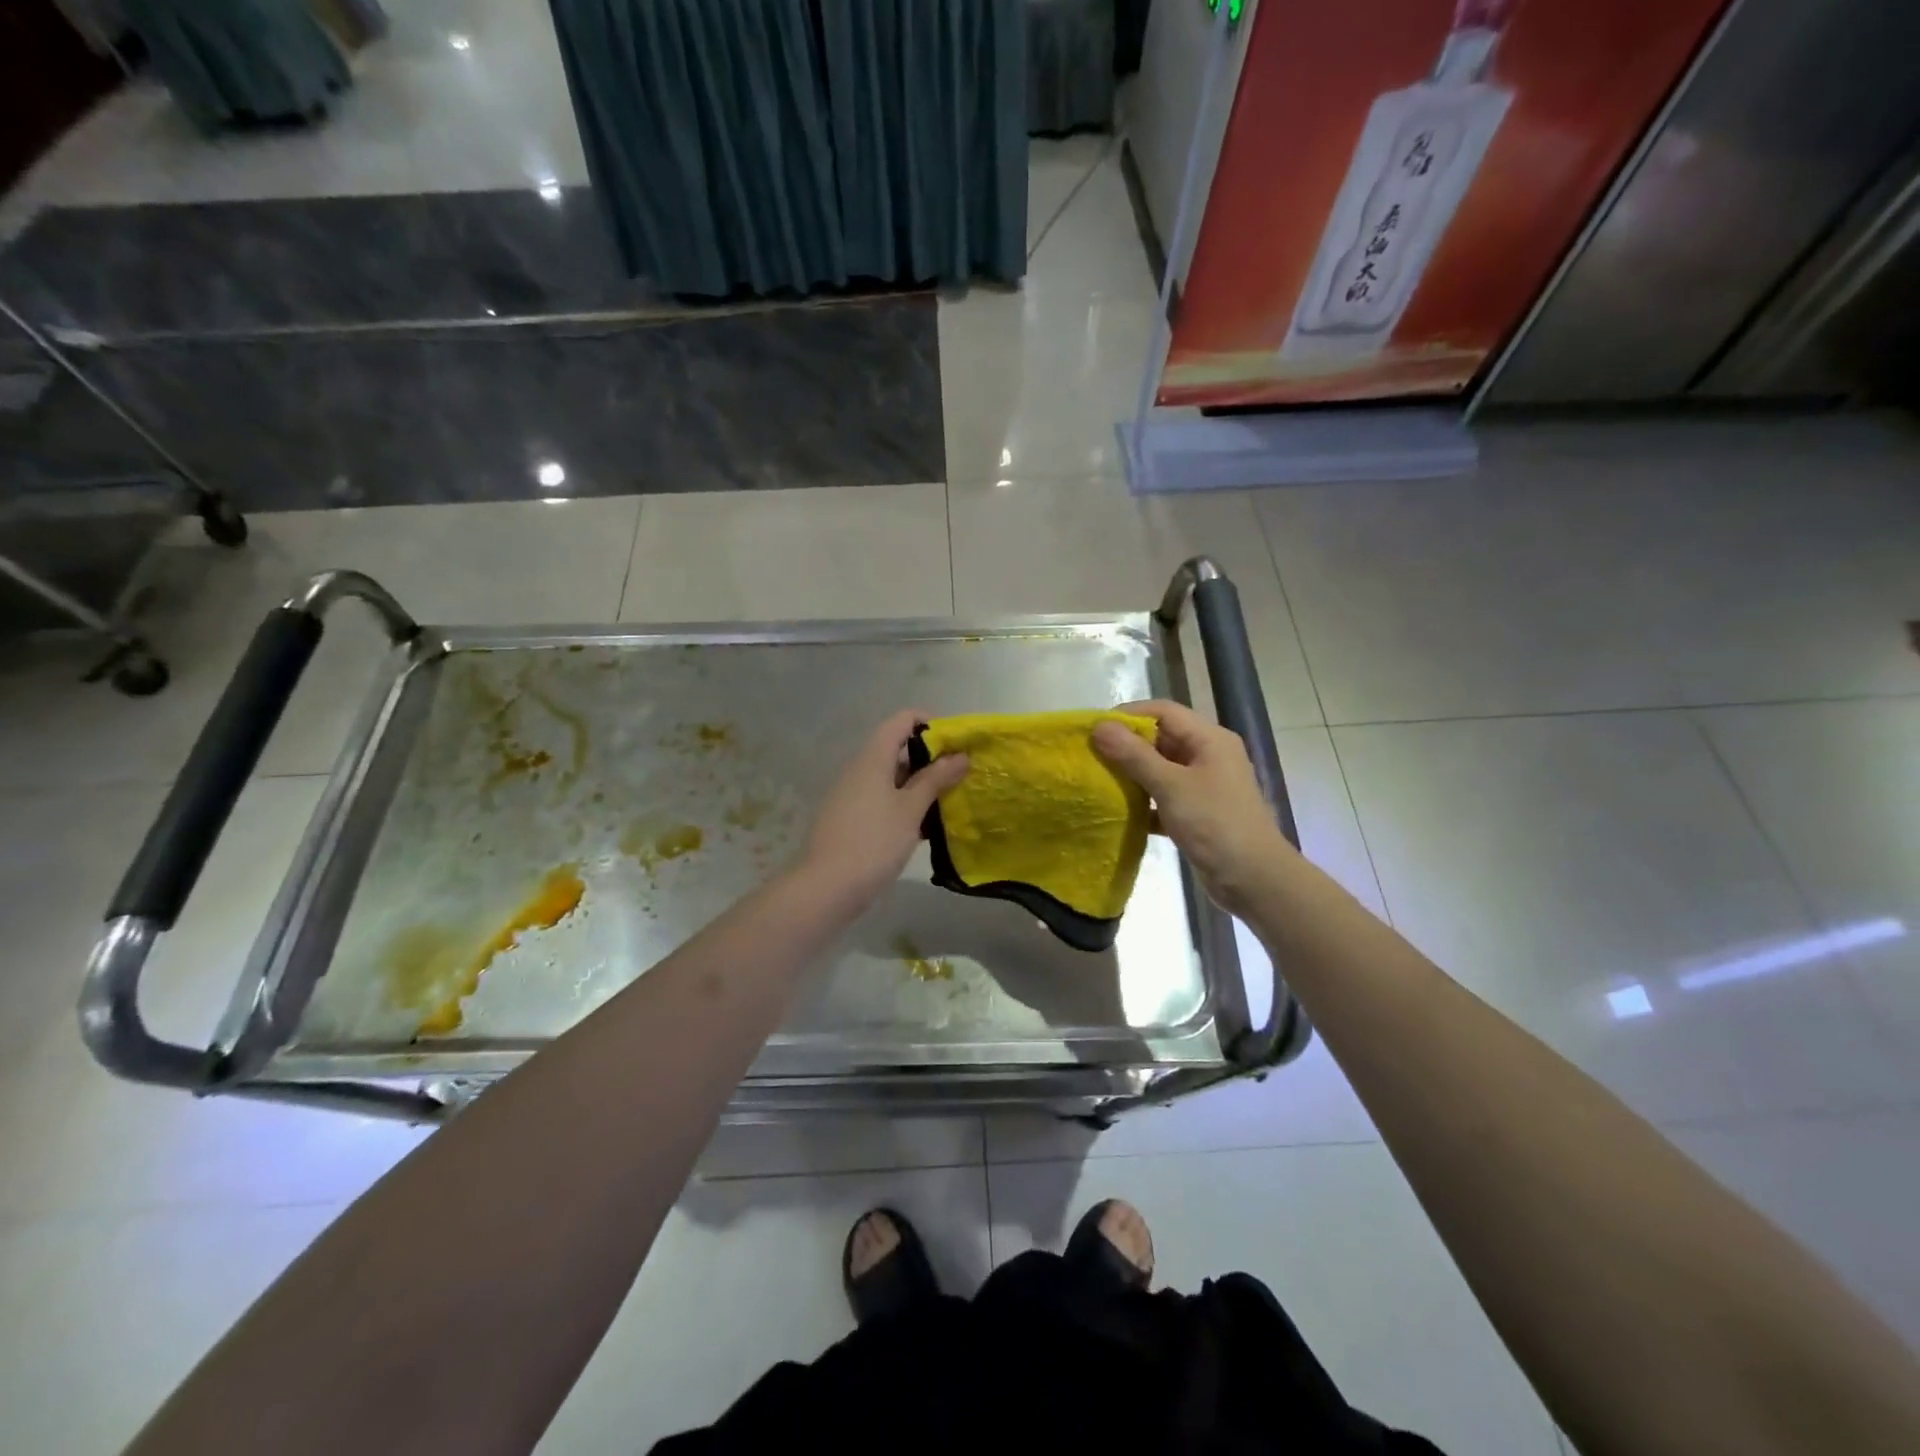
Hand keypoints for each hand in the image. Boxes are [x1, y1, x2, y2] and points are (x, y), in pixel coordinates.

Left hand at [796, 709, 968, 915]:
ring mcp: (852, 793)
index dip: (931, 724)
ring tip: (949, 802)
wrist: (827, 887)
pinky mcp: (851, 817)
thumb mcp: (911, 809)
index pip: (902, 720)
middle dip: (931, 759)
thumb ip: (935, 779)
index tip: (956, 745)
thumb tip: (960, 756)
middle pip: (898, 748)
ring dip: (920, 785)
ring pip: (892, 777)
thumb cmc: (873, 842)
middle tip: (960, 777)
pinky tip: (925, 826)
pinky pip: (883, 798)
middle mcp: (860, 768)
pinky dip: (905, 804)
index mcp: (873, 757)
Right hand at [1092, 700, 1292, 914]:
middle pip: (1161, 738)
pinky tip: (1119, 811)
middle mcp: (1208, 756)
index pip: (1163, 711)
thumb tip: (1100, 726)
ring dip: (1132, 774)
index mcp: (1209, 739)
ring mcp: (1204, 785)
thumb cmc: (1215, 824)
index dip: (1128, 715)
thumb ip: (1134, 755)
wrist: (1254, 879)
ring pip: (1161, 769)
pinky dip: (1143, 801)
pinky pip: (1164, 797)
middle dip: (1126, 745)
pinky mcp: (1197, 813)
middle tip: (1090, 755)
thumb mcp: (1171, 786)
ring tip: (1098, 779)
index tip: (1094, 729)